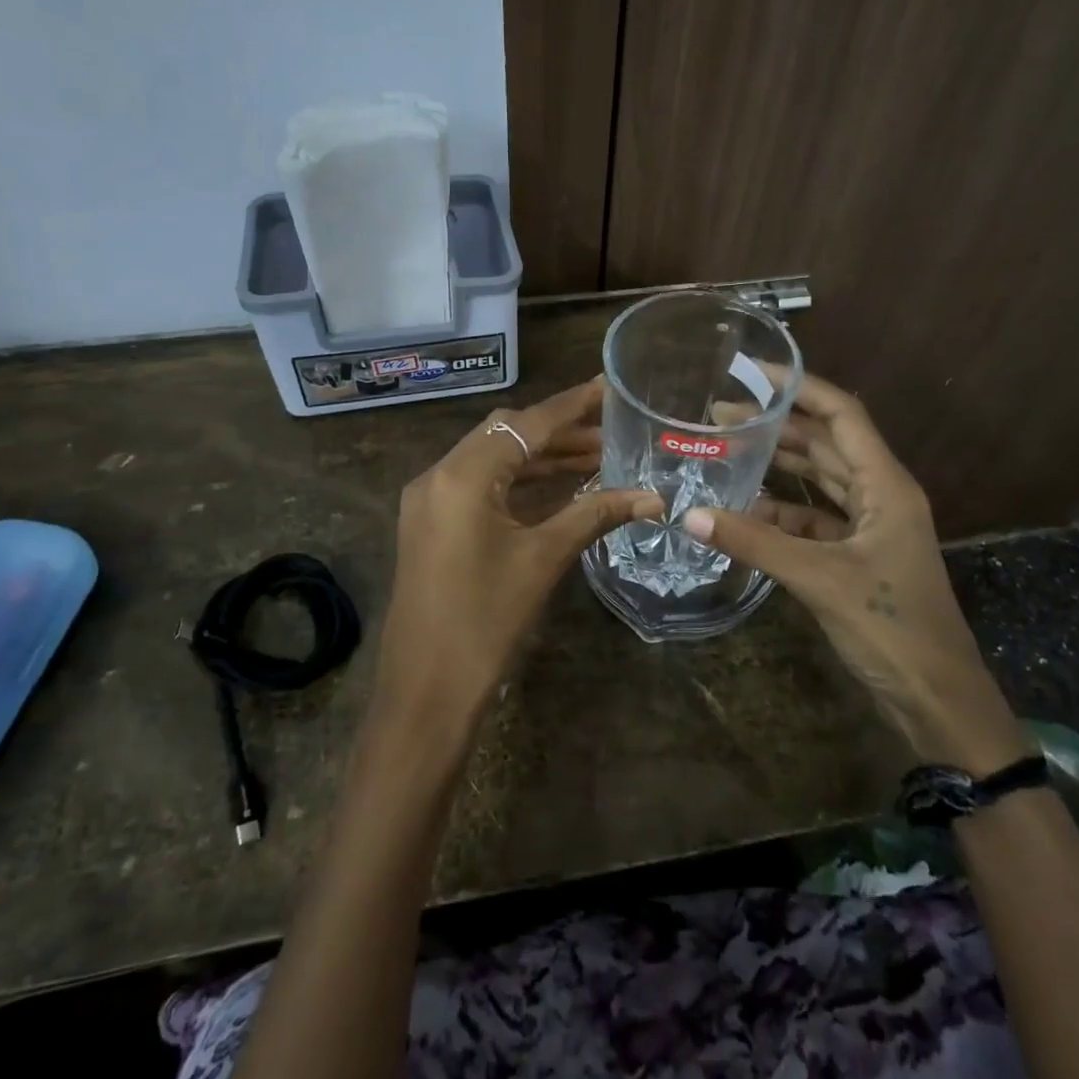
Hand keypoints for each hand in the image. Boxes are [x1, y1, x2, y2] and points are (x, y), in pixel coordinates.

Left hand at [376, 379, 661, 729]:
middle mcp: (437, 476)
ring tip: (596, 457)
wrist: (425, 692)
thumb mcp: (543, 560)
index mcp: (461, 476)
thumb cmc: (485, 622)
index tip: (609, 387)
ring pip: (491, 461)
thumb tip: (653, 497)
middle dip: (558, 431)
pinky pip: (478, 486)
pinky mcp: (430, 524)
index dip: (572, 406)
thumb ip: (594, 515)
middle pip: (504, 435)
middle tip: (610, 430)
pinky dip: (517, 482)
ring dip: (539, 457)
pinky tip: (558, 486)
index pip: (525, 425)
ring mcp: (428, 501)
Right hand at [684, 373, 1028, 773]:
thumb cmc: (891, 627)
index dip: (801, 387)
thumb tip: (688, 516)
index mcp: (886, 485)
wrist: (937, 699)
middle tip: (720, 415)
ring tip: (727, 450)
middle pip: (826, 444)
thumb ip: (755, 543)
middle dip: (777, 425)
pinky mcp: (857, 555)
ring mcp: (870, 527)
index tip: (753, 371)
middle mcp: (880, 494)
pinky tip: (744, 512)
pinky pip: (813, 520)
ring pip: (819, 481)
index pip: (842, 414)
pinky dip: (781, 513)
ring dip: (778, 466)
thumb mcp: (819, 579)